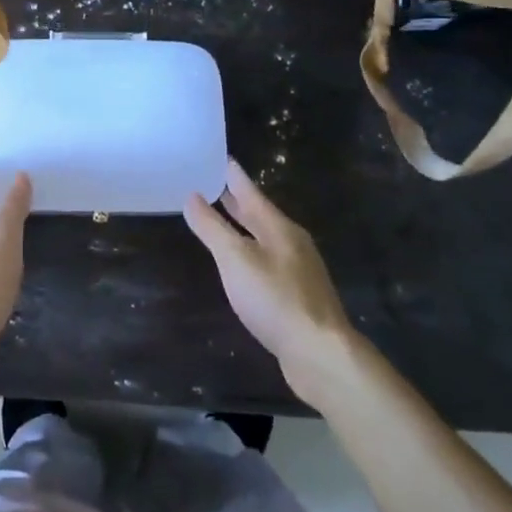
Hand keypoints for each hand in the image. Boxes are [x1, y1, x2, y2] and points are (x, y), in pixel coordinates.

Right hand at [184, 159, 353, 398]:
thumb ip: (212, 228)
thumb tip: (192, 196)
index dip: (235, 177)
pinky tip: (242, 264)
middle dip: (238, 201)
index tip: (222, 158)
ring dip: (243, 226)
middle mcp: (291, 243)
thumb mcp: (235, 259)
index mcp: (279, 228)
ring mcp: (298, 270)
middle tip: (216, 184)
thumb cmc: (275, 299)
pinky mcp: (298, 296)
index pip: (252, 193)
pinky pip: (268, 261)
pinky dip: (250, 252)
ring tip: (224, 218)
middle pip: (260, 215)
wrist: (320, 353)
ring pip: (264, 238)